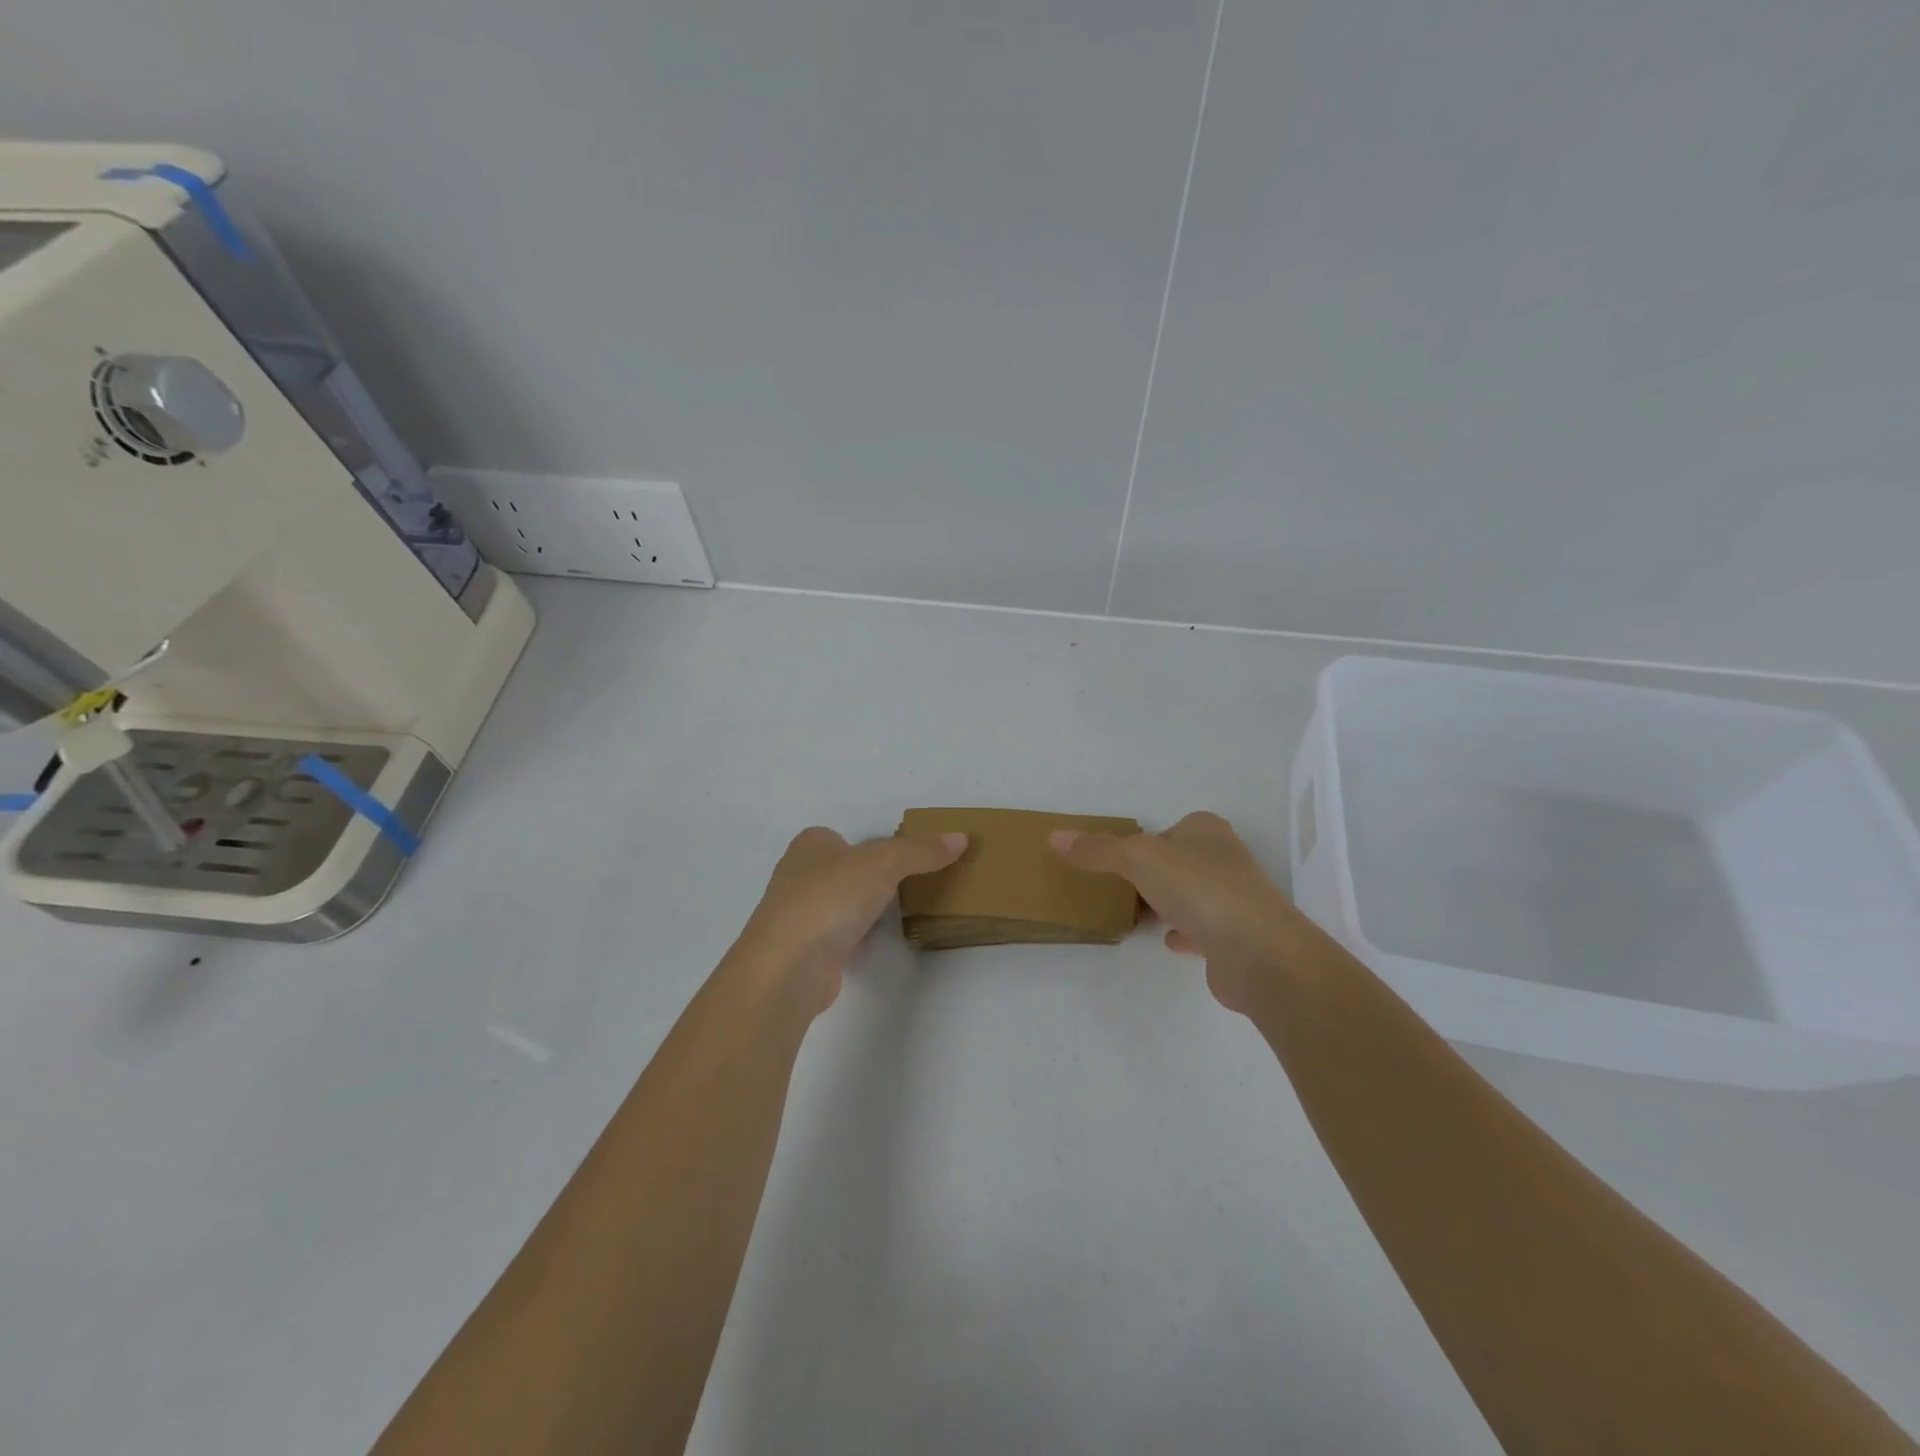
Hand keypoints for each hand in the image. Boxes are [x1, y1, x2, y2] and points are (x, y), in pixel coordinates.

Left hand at [732, 826, 967, 1014]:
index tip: (900, 859)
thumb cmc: (831, 897)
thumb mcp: (885, 862)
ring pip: (838, 906)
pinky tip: (874, 944)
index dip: (868, 846)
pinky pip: (837, 938)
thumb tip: (960, 838)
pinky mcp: (804, 953)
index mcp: (809, 845)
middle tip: (907, 885)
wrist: (790, 965)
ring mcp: (797, 916)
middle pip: (842, 871)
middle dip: (868, 879)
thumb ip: (921, 851)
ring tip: (897, 913)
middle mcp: (797, 876)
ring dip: (861, 911)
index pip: (841, 837)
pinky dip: (854, 939)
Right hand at [1050, 811, 1299, 1012]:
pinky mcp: (1237, 938)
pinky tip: (1167, 941)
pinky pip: (1203, 930)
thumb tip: (1055, 837)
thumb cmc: (1200, 890)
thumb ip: (1098, 850)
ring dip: (1168, 903)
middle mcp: (1225, 859)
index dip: (1143, 841)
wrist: (1260, 954)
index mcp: (1207, 831)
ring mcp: (1235, 900)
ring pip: (1191, 896)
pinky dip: (1185, 933)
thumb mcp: (1139, 859)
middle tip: (1118, 889)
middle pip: (1179, 862)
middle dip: (1153, 874)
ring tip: (1136, 914)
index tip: (1117, 861)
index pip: (1169, 829)